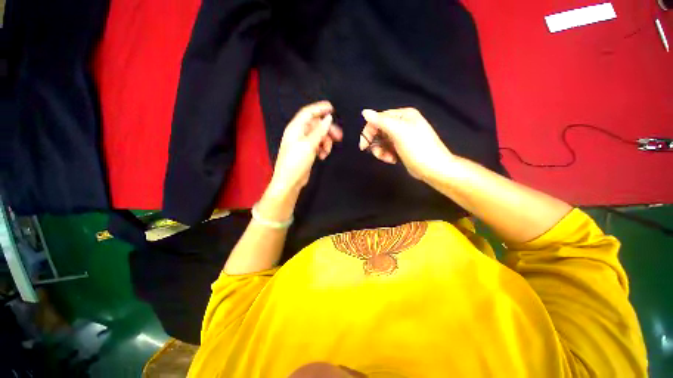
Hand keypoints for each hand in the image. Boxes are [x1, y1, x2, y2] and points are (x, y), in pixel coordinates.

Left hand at [268, 101, 342, 196]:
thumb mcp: (309, 145)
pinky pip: (317, 145)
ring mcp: (303, 143)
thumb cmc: (296, 161)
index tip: (333, 108)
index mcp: (296, 128)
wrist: (289, 182)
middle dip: (327, 130)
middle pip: (316, 125)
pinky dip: (322, 149)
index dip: (320, 108)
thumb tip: (328, 118)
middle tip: (339, 136)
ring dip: (325, 142)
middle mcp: (299, 133)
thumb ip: (319, 131)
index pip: (308, 113)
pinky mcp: (306, 152)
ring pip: (318, 136)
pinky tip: (323, 156)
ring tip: (327, 152)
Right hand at [360, 108, 453, 180]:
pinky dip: (387, 154)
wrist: (433, 168)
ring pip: (382, 141)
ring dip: (381, 151)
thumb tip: (364, 112)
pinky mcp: (401, 147)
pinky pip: (387, 148)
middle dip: (376, 143)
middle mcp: (402, 123)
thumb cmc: (417, 148)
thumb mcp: (399, 132)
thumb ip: (381, 121)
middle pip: (379, 130)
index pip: (378, 118)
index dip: (369, 131)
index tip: (364, 146)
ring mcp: (402, 136)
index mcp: (403, 115)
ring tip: (388, 158)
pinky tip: (393, 160)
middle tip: (378, 154)